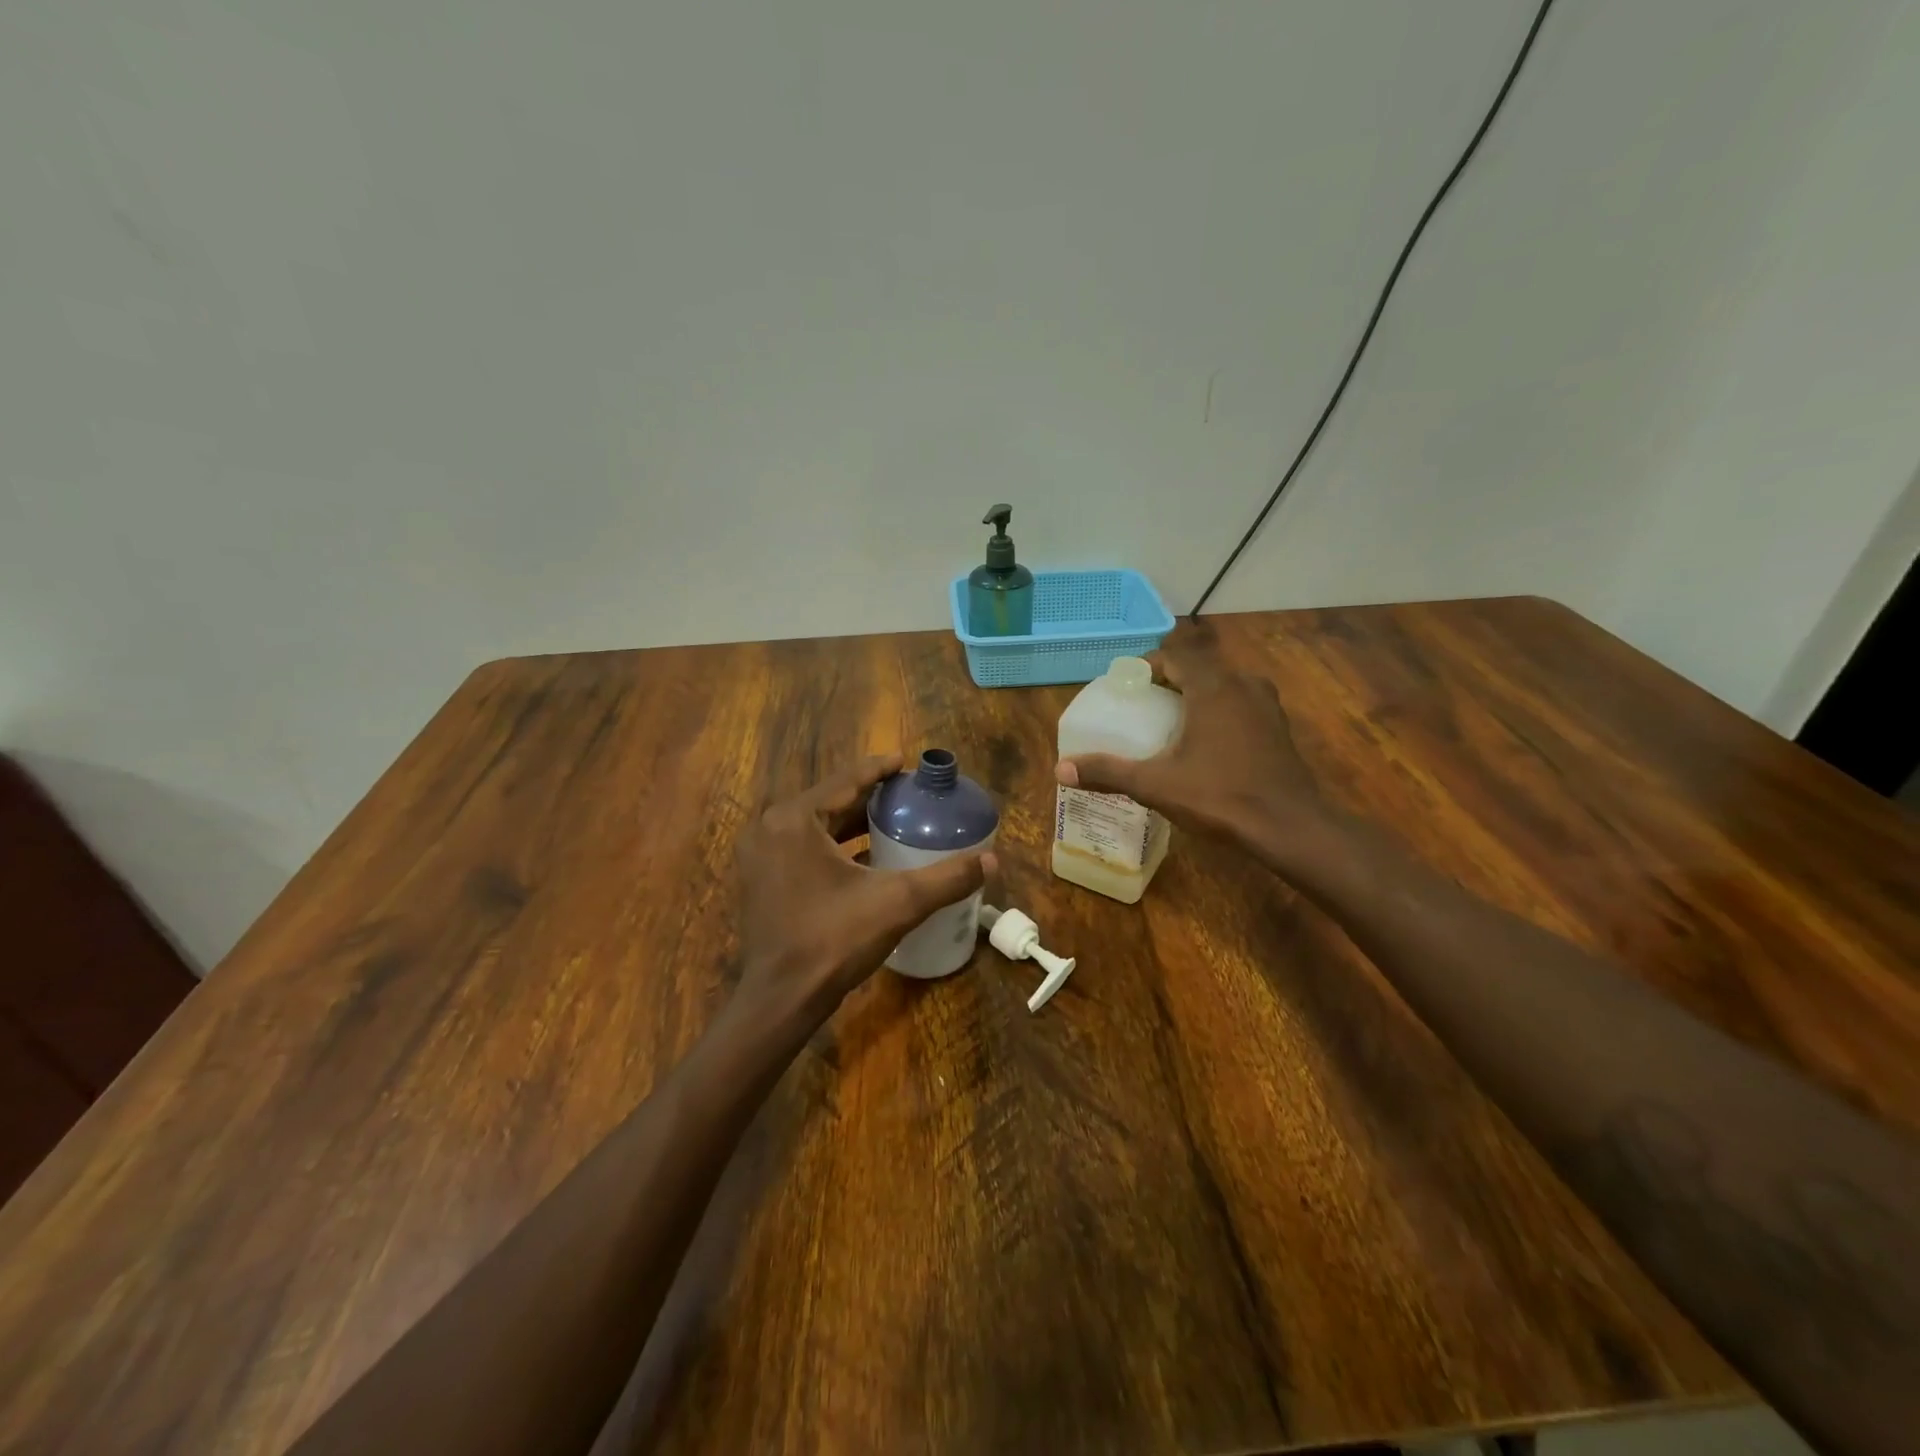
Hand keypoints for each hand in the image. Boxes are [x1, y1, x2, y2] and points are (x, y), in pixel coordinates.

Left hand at [733, 755, 993, 1032]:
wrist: (781, 1000)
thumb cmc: (833, 941)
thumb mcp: (897, 903)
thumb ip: (946, 878)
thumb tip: (992, 860)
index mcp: (794, 820)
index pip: (845, 780)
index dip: (879, 769)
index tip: (906, 763)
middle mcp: (771, 828)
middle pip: (830, 801)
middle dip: (869, 797)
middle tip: (907, 795)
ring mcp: (761, 855)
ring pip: (815, 825)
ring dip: (852, 822)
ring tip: (893, 820)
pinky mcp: (762, 879)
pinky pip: (804, 847)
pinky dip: (834, 846)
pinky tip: (867, 856)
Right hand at [1054, 631, 1321, 858]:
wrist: (1289, 827)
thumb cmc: (1220, 796)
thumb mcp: (1156, 785)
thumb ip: (1108, 772)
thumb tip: (1061, 769)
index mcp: (1212, 687)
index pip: (1174, 654)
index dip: (1146, 665)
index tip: (1126, 687)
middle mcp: (1242, 684)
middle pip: (1197, 666)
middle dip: (1168, 680)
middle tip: (1141, 706)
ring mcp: (1266, 704)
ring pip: (1222, 684)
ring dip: (1195, 694)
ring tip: (1170, 724)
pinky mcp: (1278, 726)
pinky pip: (1240, 703)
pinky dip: (1218, 711)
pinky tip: (1206, 744)